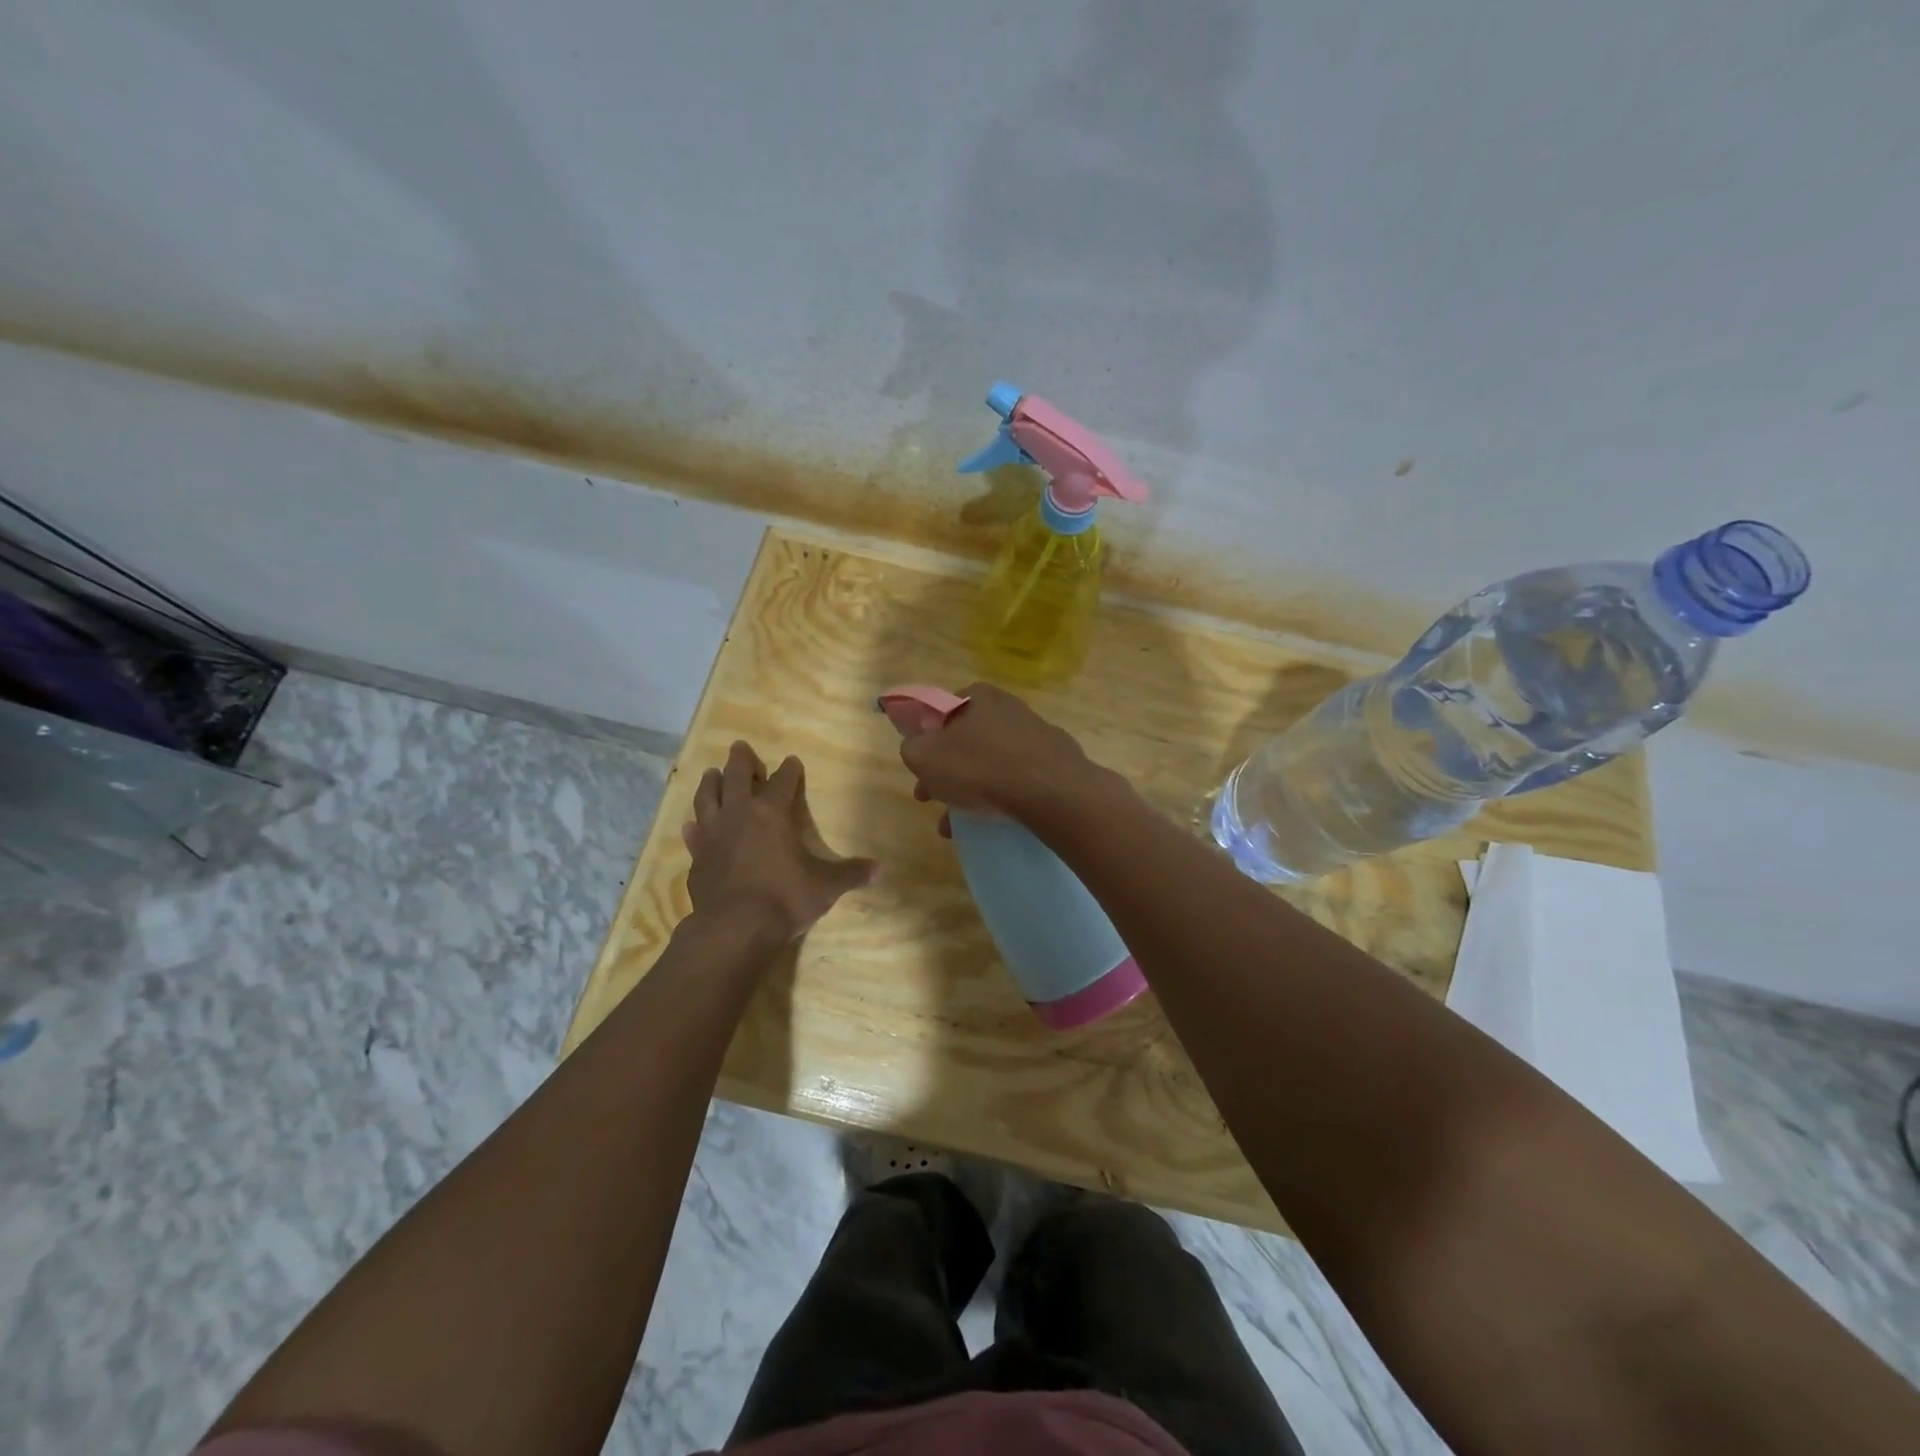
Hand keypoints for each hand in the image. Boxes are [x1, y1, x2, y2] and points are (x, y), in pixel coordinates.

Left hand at [683, 742, 877, 940]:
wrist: (735, 927)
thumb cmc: (785, 897)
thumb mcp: (826, 886)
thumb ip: (850, 873)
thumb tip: (879, 869)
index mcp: (772, 813)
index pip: (782, 782)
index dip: (789, 771)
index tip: (792, 761)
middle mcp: (739, 815)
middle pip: (737, 777)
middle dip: (740, 761)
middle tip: (739, 746)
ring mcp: (713, 835)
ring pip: (707, 798)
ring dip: (711, 784)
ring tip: (711, 774)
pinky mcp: (696, 858)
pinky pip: (692, 834)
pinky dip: (693, 827)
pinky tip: (691, 825)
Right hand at [898, 683, 1102, 825]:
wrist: (1050, 790)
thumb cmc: (979, 767)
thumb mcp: (924, 756)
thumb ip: (912, 747)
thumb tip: (917, 747)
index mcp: (976, 696)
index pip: (941, 712)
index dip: (925, 742)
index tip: (921, 771)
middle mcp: (1008, 707)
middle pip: (966, 741)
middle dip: (947, 773)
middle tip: (933, 800)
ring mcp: (1035, 733)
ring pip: (991, 763)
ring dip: (970, 791)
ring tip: (957, 826)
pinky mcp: (1055, 760)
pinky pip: (1018, 778)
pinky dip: (1001, 796)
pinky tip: (992, 821)